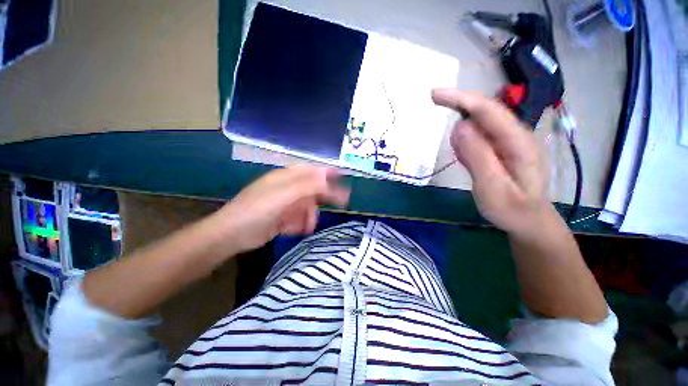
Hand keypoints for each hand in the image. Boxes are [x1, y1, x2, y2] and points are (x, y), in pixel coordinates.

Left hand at [215, 165, 349, 252]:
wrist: (232, 235)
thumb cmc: (257, 210)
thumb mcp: (283, 195)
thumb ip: (306, 185)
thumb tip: (326, 176)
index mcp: (286, 178)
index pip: (311, 170)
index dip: (327, 172)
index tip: (343, 176)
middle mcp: (287, 188)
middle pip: (312, 189)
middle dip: (325, 196)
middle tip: (343, 202)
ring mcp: (285, 204)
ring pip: (307, 206)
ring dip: (310, 215)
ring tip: (307, 226)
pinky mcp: (283, 218)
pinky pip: (299, 218)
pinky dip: (301, 224)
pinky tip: (298, 230)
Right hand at [432, 88, 550, 236]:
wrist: (529, 222)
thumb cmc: (512, 209)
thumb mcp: (492, 187)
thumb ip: (477, 156)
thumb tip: (459, 126)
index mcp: (518, 142)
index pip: (488, 110)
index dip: (461, 98)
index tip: (434, 95)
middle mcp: (515, 135)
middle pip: (484, 112)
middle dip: (459, 109)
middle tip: (440, 122)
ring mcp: (508, 142)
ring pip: (479, 125)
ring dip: (462, 133)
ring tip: (464, 160)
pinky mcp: (500, 149)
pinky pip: (479, 138)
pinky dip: (465, 143)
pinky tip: (467, 160)